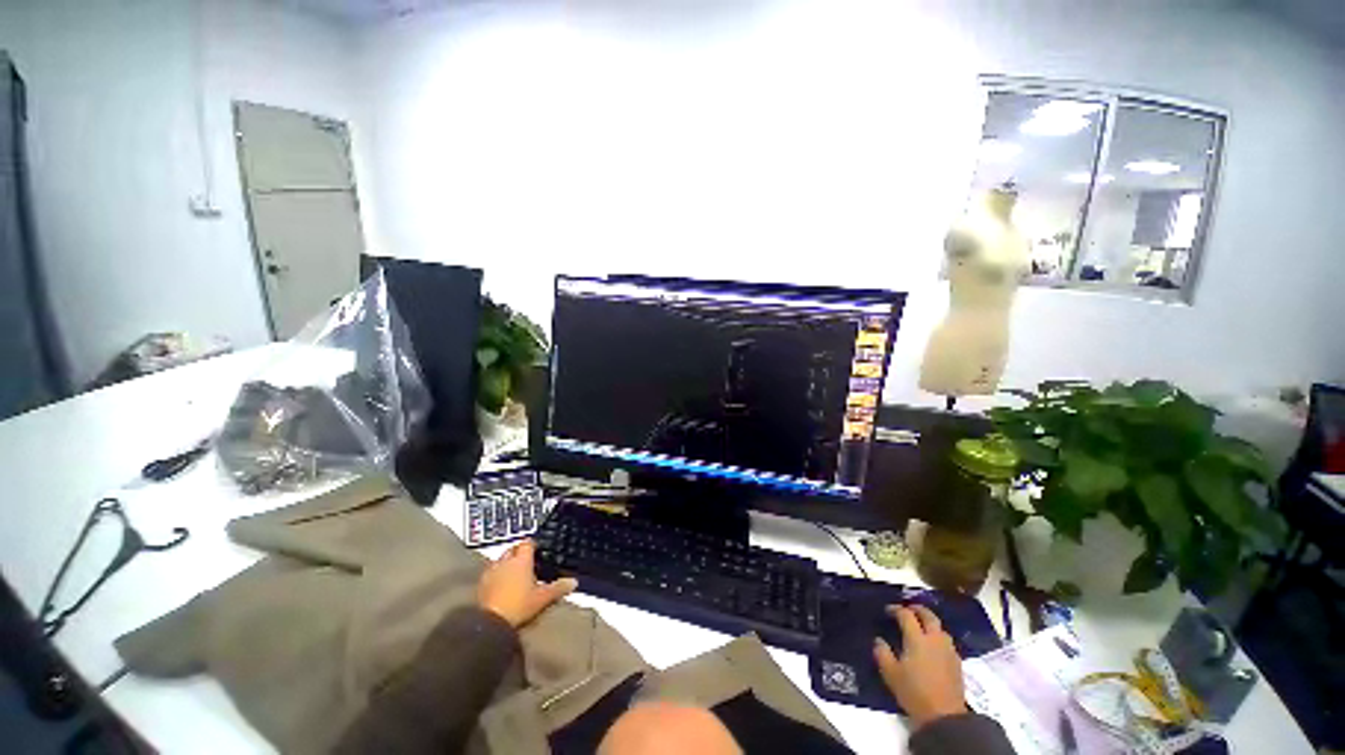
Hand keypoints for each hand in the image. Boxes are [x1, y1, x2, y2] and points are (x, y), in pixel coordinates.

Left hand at [477, 541, 576, 627]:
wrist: (490, 622)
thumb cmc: (519, 606)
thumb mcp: (543, 598)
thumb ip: (558, 588)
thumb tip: (573, 582)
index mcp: (522, 560)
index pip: (527, 543)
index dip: (533, 544)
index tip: (538, 549)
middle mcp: (505, 561)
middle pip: (512, 549)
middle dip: (518, 552)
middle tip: (527, 560)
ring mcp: (491, 572)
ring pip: (500, 560)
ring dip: (506, 563)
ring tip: (513, 572)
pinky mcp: (481, 584)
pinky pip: (490, 573)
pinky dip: (496, 575)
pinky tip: (500, 584)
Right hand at [873, 604, 968, 728]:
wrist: (944, 717)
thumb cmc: (914, 692)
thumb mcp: (890, 674)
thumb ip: (882, 653)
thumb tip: (879, 640)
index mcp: (917, 639)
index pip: (906, 615)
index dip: (896, 609)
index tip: (888, 610)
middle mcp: (934, 640)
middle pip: (929, 616)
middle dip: (917, 609)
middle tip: (908, 609)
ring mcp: (948, 651)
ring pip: (941, 628)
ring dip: (930, 623)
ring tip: (921, 627)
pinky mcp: (957, 663)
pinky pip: (947, 642)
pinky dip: (938, 637)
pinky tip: (933, 646)